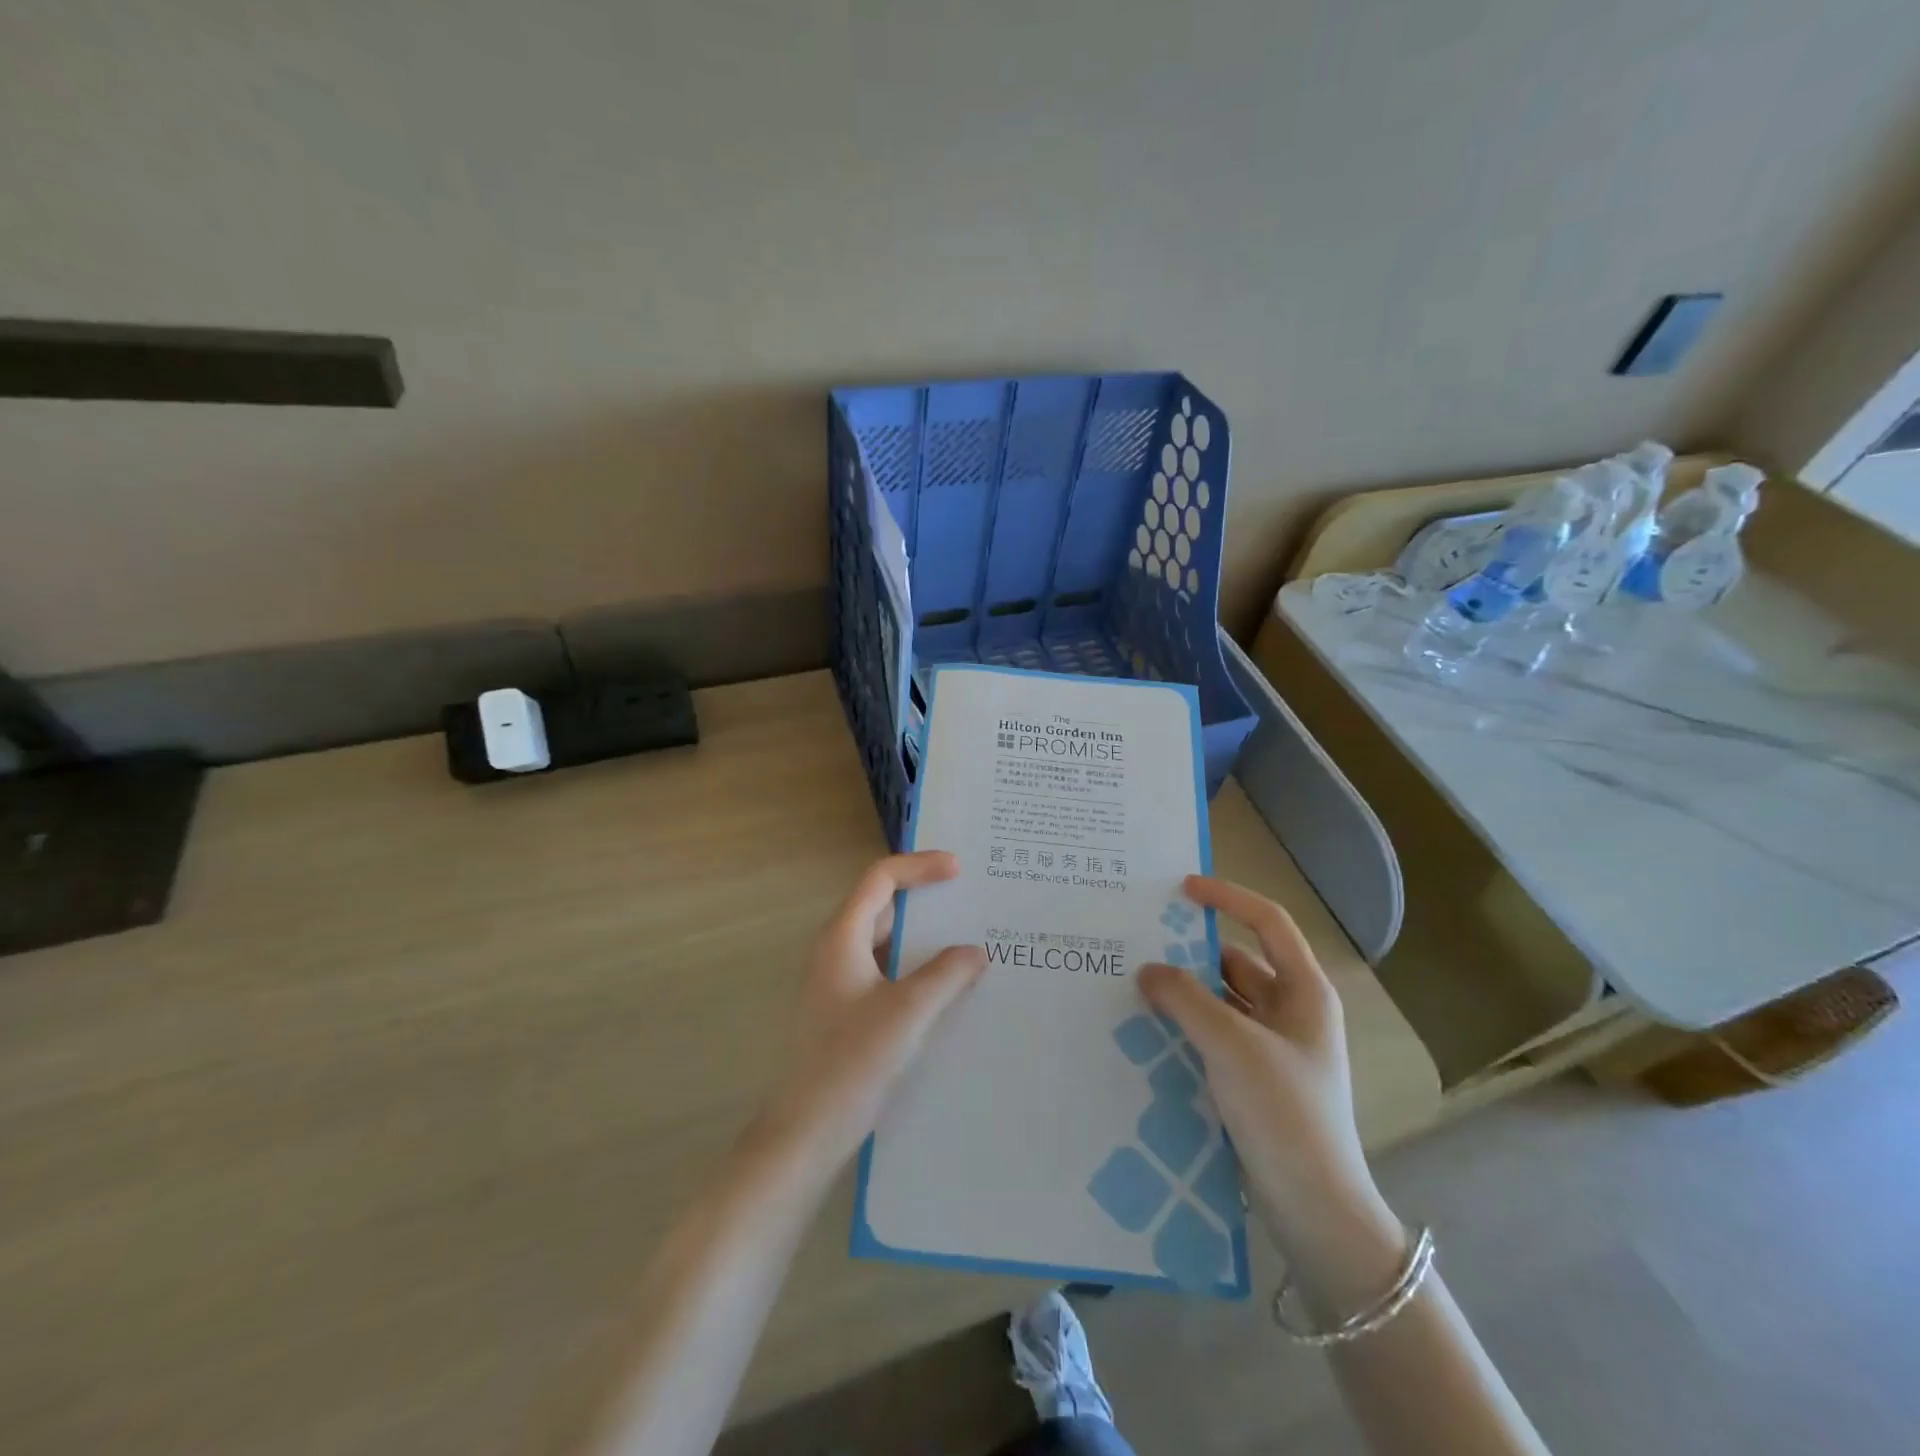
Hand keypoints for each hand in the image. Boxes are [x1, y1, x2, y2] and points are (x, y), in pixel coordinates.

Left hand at [764, 852, 985, 1171]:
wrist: (807, 1130)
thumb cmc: (853, 1062)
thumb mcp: (909, 1012)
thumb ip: (946, 974)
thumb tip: (975, 951)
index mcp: (842, 937)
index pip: (880, 878)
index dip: (919, 865)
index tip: (958, 869)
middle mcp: (836, 950)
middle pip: (881, 904)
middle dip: (924, 897)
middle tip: (968, 898)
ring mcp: (838, 981)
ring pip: (884, 940)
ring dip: (922, 935)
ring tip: (966, 938)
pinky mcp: (845, 1008)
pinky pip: (885, 969)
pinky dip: (914, 965)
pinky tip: (945, 985)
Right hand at [1140, 875, 1403, 1307]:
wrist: (1315, 1211)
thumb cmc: (1284, 1112)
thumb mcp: (1231, 1045)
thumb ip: (1185, 999)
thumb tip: (1147, 970)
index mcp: (1305, 993)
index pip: (1268, 923)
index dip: (1228, 897)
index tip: (1182, 888)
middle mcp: (1292, 1013)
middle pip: (1238, 963)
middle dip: (1192, 953)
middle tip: (1140, 943)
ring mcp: (1274, 1050)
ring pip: (1223, 1002)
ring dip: (1185, 994)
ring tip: (1134, 985)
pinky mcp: (1255, 1081)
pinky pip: (1215, 1037)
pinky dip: (1186, 1027)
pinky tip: (1149, 1031)